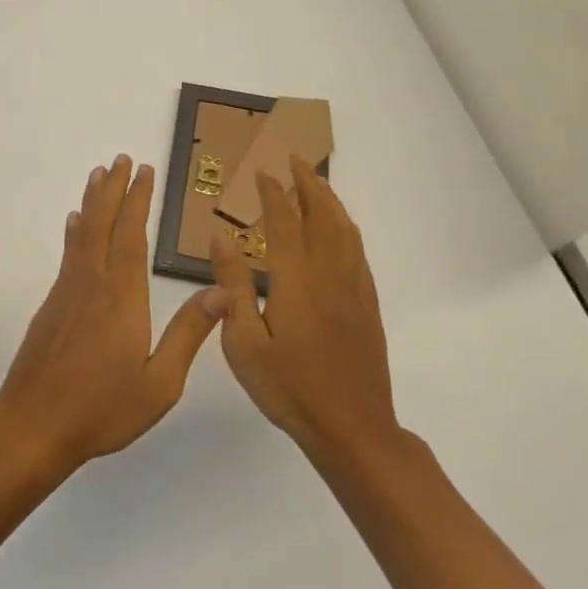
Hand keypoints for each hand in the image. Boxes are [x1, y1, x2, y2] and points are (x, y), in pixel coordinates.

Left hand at [0, 155, 223, 472]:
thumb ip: (188, 334)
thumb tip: (221, 291)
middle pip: (104, 224)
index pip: (133, 235)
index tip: (145, 171)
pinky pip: (67, 254)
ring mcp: (67, 291)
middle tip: (121, 159)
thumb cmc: (103, 408)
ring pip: (82, 233)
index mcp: (123, 297)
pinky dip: (73, 232)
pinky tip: (74, 223)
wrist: (34, 423)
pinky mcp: (51, 304)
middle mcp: (93, 283)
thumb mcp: (159, 382)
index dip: (139, 200)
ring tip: (99, 175)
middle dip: (115, 189)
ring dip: (93, 202)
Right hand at [206, 155, 400, 457]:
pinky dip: (346, 227)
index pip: (283, 221)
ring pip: (344, 229)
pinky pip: (358, 251)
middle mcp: (329, 274)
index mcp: (296, 280)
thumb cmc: (290, 389)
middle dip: (307, 182)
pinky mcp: (368, 306)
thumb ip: (233, 286)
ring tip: (315, 181)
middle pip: (321, 214)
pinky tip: (340, 228)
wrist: (353, 430)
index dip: (272, 192)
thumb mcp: (245, 342)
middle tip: (293, 157)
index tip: (260, 170)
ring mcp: (353, 289)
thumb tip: (219, 238)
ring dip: (329, 199)